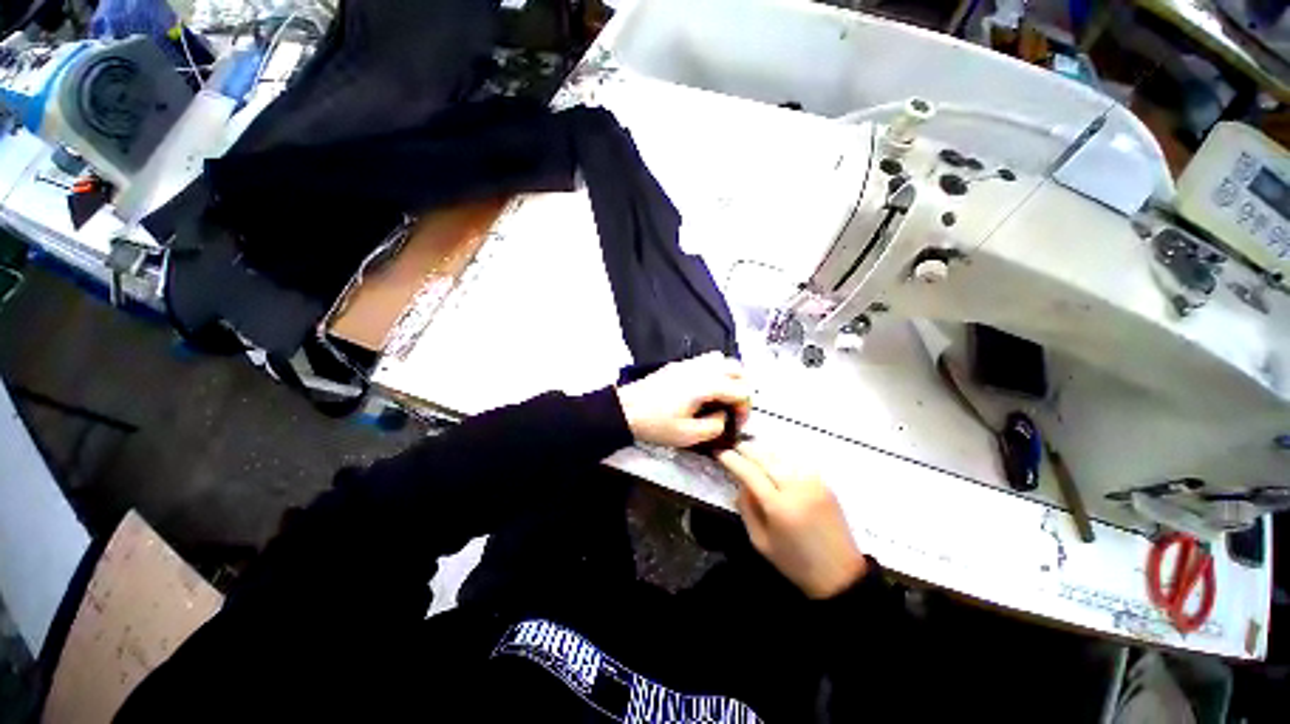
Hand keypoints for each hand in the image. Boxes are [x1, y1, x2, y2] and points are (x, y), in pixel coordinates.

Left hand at [615, 353, 751, 447]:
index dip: (745, 409)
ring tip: (721, 398)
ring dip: (730, 377)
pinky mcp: (680, 364)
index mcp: (706, 385)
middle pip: (738, 369)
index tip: (736, 424)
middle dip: (742, 389)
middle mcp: (702, 368)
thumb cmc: (656, 424)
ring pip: (723, 360)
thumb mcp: (688, 435)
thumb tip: (723, 416)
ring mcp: (690, 363)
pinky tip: (704, 390)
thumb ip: (715, 426)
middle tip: (732, 409)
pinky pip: (707, 360)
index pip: (742, 390)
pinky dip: (715, 371)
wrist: (627, 409)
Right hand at [717, 443, 867, 598]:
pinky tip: (774, 461)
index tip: (720, 453)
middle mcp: (796, 488)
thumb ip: (746, 509)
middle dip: (747, 449)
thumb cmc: (795, 562)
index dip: (732, 460)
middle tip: (734, 447)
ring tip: (751, 451)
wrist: (840, 574)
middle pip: (766, 457)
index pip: (749, 472)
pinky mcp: (824, 483)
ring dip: (763, 451)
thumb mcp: (760, 542)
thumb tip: (739, 483)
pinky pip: (797, 462)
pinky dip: (781, 457)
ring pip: (782, 455)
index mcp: (778, 507)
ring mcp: (813, 483)